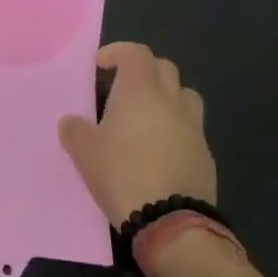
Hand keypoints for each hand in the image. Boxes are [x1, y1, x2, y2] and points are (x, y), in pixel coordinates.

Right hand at [58, 42, 215, 227]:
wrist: (172, 224)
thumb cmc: (122, 174)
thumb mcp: (84, 153)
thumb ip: (75, 131)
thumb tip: (71, 122)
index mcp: (141, 91)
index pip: (135, 53)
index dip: (117, 52)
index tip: (100, 66)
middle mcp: (171, 101)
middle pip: (164, 68)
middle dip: (143, 71)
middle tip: (122, 89)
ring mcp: (194, 129)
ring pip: (184, 96)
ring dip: (166, 97)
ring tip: (146, 117)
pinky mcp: (206, 157)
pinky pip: (191, 130)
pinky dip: (176, 130)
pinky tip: (159, 152)